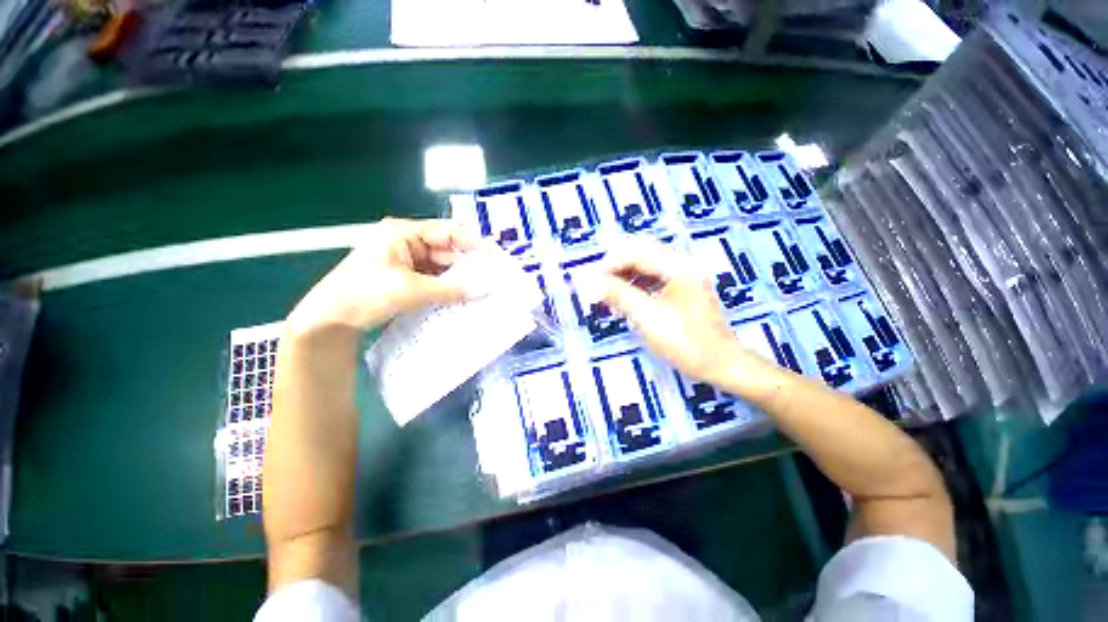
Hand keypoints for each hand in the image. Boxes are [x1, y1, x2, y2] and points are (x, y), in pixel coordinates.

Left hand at [287, 218, 475, 336]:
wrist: (330, 319)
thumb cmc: (365, 293)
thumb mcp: (411, 290)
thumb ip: (450, 290)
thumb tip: (483, 291)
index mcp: (403, 233)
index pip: (446, 231)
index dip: (471, 243)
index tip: (492, 257)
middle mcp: (406, 242)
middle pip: (445, 250)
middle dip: (466, 265)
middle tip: (490, 279)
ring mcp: (406, 261)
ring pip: (441, 267)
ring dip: (457, 278)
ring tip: (480, 289)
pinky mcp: (406, 278)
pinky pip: (433, 279)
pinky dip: (446, 287)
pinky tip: (461, 297)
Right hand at [598, 239, 772, 387]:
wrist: (720, 365)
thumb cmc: (686, 342)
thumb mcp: (648, 317)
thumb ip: (618, 295)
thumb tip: (589, 282)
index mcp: (679, 266)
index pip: (636, 252)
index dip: (609, 264)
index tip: (590, 281)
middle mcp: (682, 264)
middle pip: (640, 254)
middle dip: (615, 267)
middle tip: (596, 285)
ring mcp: (683, 276)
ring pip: (644, 266)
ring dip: (623, 276)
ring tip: (606, 294)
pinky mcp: (680, 289)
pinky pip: (651, 279)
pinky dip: (633, 286)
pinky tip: (623, 300)